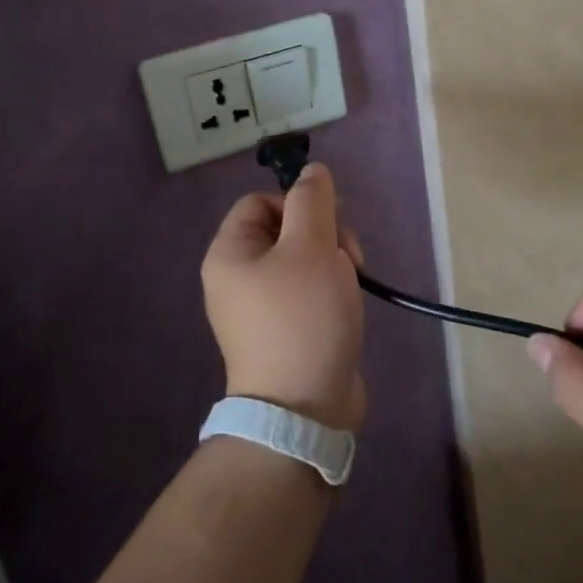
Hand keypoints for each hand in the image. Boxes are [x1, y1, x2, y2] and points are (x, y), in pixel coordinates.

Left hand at [201, 165, 366, 431]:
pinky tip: (347, 305)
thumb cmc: (302, 317)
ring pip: (302, 260)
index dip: (298, 203)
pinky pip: (307, 292)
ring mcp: (260, 308)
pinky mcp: (284, 332)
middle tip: (348, 256)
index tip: (330, 222)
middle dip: (324, 235)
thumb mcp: (311, 247)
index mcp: (230, 253)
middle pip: (285, 230)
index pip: (262, 202)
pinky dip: (330, 291)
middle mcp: (237, 278)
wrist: (303, 410)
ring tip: (352, 283)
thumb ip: (313, 201)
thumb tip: (312, 171)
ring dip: (333, 262)